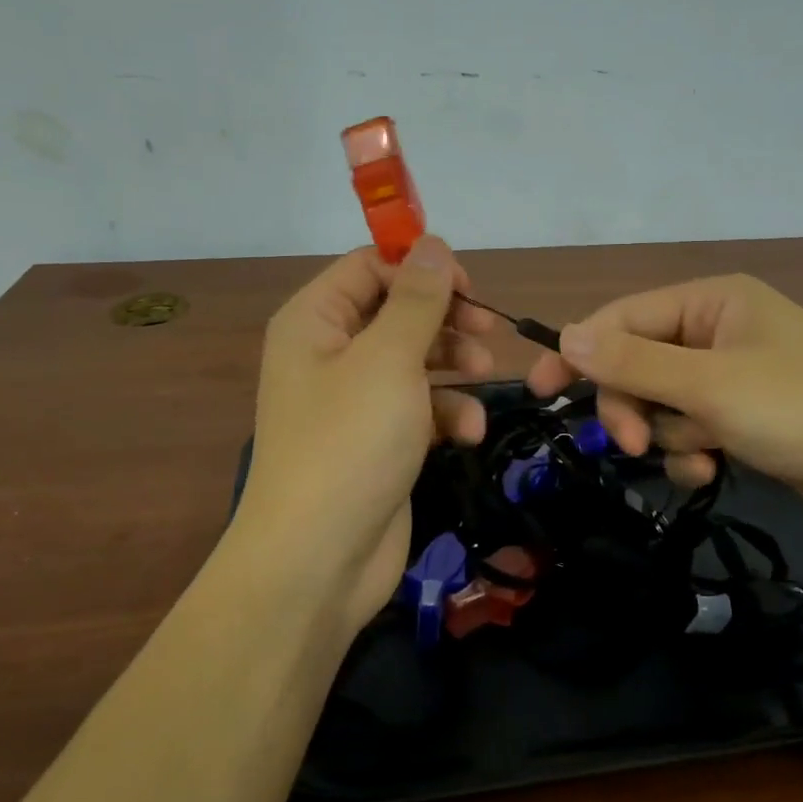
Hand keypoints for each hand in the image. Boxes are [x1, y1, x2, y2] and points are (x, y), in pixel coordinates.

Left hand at [236, 236, 495, 633]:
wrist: (319, 559)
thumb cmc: (350, 442)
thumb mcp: (388, 359)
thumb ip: (416, 299)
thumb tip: (432, 243)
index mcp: (315, 321)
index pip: (370, 268)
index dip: (419, 269)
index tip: (468, 287)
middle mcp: (329, 353)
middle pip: (396, 312)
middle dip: (444, 318)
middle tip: (488, 331)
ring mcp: (354, 400)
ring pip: (414, 359)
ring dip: (453, 364)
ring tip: (484, 374)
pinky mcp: (378, 440)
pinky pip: (418, 407)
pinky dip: (446, 413)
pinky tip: (468, 431)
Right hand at [527, 274, 802, 522]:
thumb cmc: (801, 407)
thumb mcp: (709, 385)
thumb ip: (633, 362)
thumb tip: (566, 336)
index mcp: (708, 301)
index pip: (621, 318)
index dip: (578, 352)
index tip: (540, 391)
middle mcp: (714, 329)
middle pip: (635, 364)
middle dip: (632, 406)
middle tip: (632, 443)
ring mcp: (727, 374)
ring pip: (657, 402)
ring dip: (666, 434)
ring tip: (699, 456)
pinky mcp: (738, 414)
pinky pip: (686, 427)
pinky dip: (689, 450)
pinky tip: (710, 469)